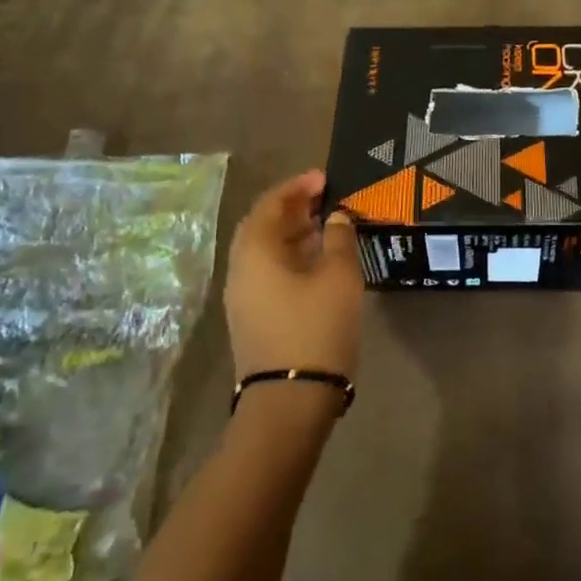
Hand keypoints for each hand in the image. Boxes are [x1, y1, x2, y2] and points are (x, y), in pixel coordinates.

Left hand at [224, 169, 364, 381]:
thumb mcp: (339, 276)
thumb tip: (336, 217)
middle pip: (262, 226)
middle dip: (292, 208)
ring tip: (326, 227)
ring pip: (265, 252)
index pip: (270, 204)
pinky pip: (269, 273)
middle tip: (323, 199)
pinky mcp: (253, 319)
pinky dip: (291, 257)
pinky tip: (318, 263)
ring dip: (293, 233)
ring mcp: (243, 298)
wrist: (290, 402)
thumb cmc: (316, 329)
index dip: (297, 186)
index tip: (324, 178)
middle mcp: (240, 270)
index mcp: (255, 252)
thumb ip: (339, 238)